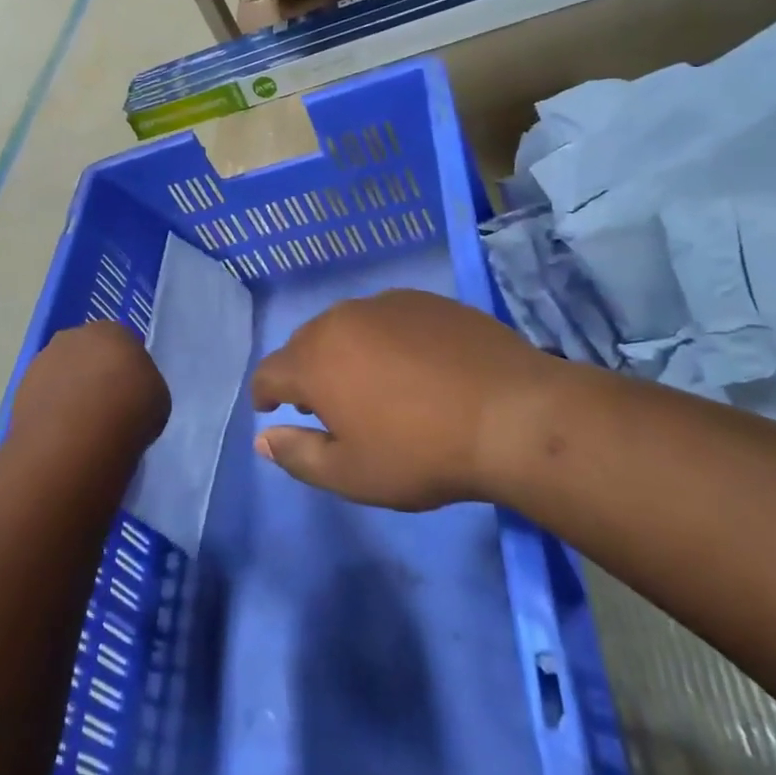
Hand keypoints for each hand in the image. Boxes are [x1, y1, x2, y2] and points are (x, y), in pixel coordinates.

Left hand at [9, 321, 169, 468]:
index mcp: (113, 330)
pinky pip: (44, 396)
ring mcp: (43, 360)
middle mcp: (74, 336)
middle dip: (95, 374)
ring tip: (82, 426)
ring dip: (70, 391)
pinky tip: (62, 434)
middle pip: (88, 353)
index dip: (127, 369)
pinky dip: (52, 410)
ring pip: (63, 373)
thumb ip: (143, 384)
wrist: (75, 438)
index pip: (123, 343)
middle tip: (106, 407)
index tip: (131, 393)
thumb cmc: (129, 410)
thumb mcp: (158, 397)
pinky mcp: (21, 388)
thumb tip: (130, 391)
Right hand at [251, 290, 558, 510]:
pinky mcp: (425, 300)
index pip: (269, 373)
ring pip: (346, 326)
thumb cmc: (422, 453)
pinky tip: (412, 365)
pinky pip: (386, 317)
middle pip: (305, 343)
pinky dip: (384, 339)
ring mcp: (386, 304)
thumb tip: (263, 439)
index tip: (272, 411)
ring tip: (369, 383)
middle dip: (305, 373)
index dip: (264, 394)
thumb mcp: (352, 474)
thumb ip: (298, 456)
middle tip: (325, 405)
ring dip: (344, 352)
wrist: (512, 414)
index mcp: (315, 361)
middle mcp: (341, 320)